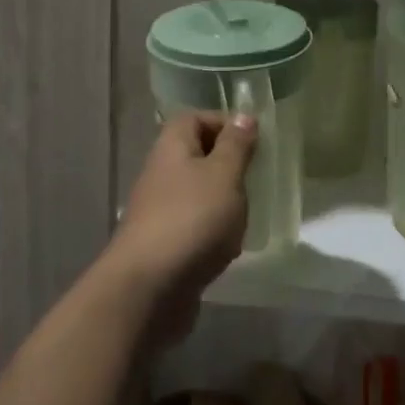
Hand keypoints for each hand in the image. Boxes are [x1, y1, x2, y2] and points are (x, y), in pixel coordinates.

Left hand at [107, 111, 257, 346]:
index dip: (223, 122)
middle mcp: (160, 173)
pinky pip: (193, 226)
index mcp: (172, 147)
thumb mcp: (223, 175)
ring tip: (247, 215)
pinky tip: (229, 249)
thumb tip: (243, 116)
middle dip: (228, 165)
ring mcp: (159, 210)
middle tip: (255, 178)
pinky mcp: (163, 244)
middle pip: (196, 155)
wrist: (149, 288)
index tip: (254, 140)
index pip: (193, 118)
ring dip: (223, 202)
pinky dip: (213, 232)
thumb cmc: (192, 219)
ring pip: (196, 193)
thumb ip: (236, 145)